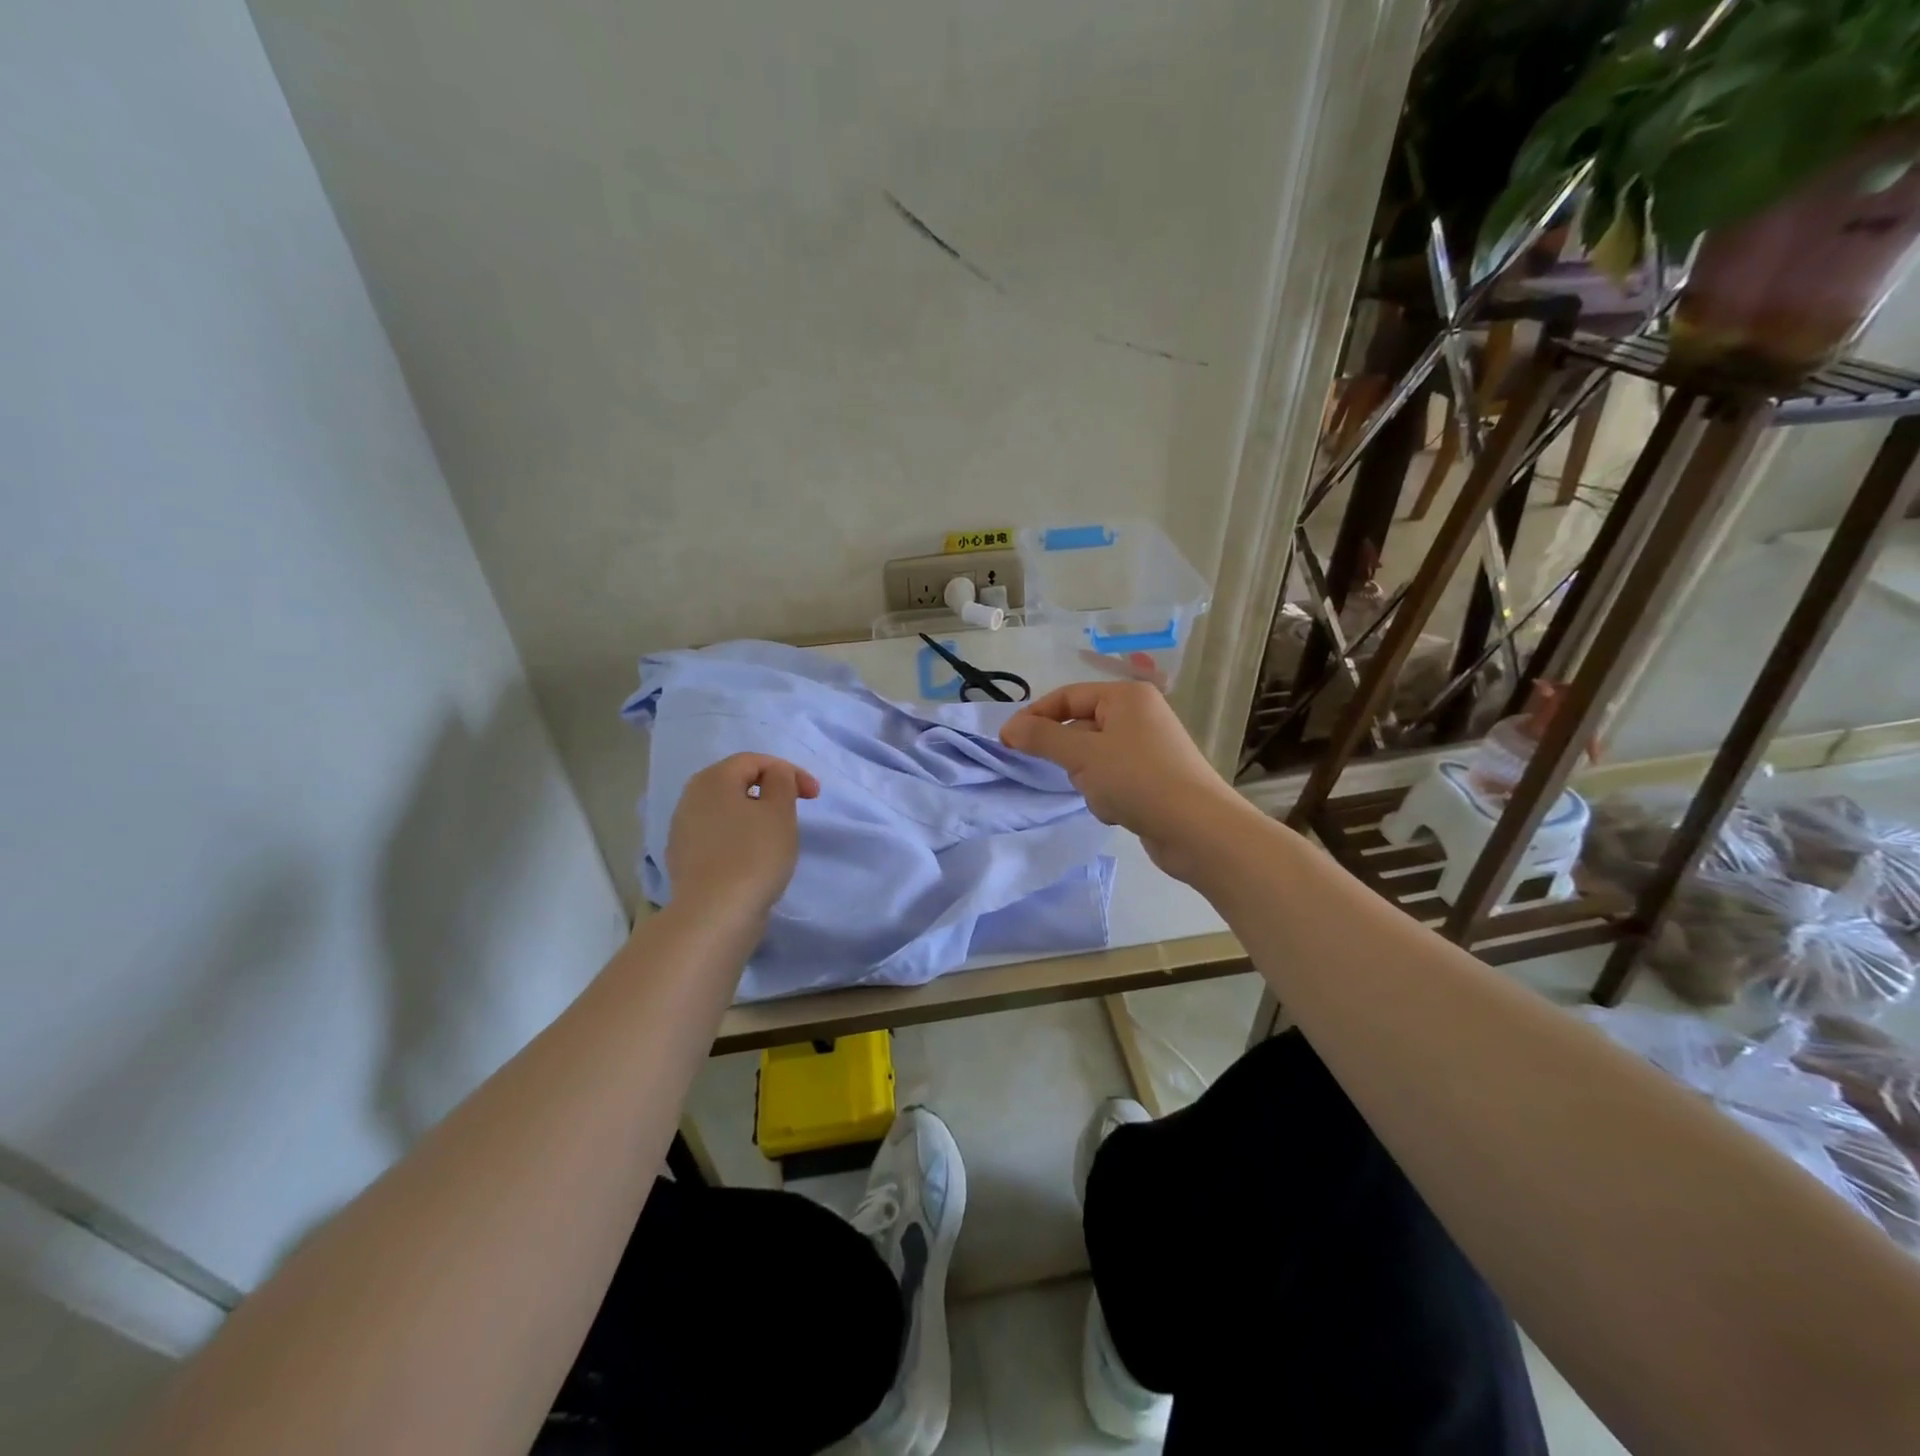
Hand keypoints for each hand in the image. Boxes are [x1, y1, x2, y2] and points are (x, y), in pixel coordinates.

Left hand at [665, 753, 819, 920]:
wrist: (714, 915)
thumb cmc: (753, 854)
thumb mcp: (780, 811)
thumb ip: (782, 781)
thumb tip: (774, 776)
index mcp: (712, 779)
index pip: (754, 761)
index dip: (789, 771)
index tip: (814, 795)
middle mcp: (690, 799)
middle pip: (736, 784)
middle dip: (770, 792)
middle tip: (795, 809)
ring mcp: (682, 832)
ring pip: (726, 812)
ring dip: (754, 816)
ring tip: (777, 836)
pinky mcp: (684, 861)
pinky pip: (718, 838)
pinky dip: (740, 839)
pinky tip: (754, 860)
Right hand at [999, 681, 1254, 880]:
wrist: (1198, 830)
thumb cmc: (1138, 780)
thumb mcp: (1082, 755)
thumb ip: (1042, 738)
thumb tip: (1008, 727)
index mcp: (1126, 697)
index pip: (1067, 696)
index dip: (1034, 717)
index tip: (1007, 743)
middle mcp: (1140, 715)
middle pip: (1080, 728)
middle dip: (1070, 757)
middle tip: (1072, 776)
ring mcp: (1149, 748)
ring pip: (1094, 758)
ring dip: (1089, 780)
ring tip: (1104, 797)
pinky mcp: (1154, 778)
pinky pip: (1113, 779)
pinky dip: (1108, 795)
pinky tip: (1119, 811)